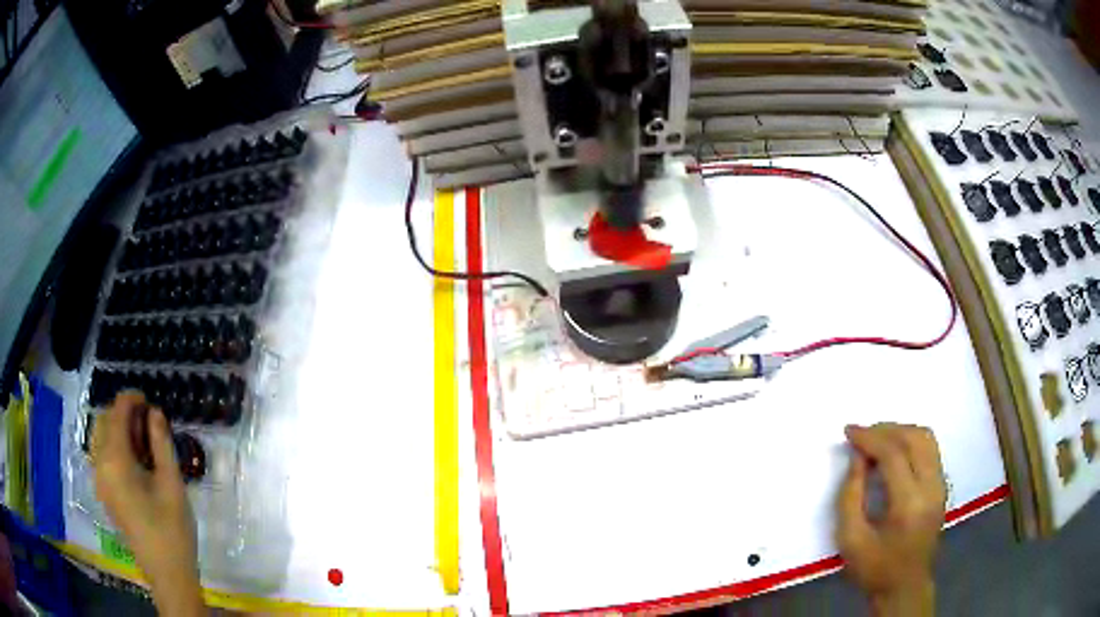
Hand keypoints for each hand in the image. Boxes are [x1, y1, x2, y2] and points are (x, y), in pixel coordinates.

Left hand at [91, 392, 204, 616]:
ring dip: (116, 428)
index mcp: (115, 461)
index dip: (131, 399)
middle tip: (147, 421)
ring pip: (100, 437)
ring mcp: (99, 480)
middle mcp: (100, 464)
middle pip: (104, 421)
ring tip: (141, 440)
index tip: (147, 398)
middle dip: (122, 412)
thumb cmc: (172, 530)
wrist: (166, 574)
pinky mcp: (103, 492)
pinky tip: (133, 460)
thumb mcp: (172, 485)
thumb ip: (161, 444)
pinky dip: (113, 445)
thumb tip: (154, 413)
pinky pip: (101, 455)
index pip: (117, 414)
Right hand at [836, 423, 946, 616]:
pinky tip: (894, 451)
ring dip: (900, 431)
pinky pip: (930, 449)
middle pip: (914, 438)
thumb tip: (857, 458)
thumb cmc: (874, 568)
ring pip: (926, 438)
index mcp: (909, 505)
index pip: (894, 455)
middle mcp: (931, 488)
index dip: (870, 438)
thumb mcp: (850, 539)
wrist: (904, 587)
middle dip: (885, 430)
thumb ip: (850, 496)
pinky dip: (910, 441)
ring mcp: (941, 485)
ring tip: (876, 440)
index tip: (849, 431)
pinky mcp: (942, 486)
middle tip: (861, 435)